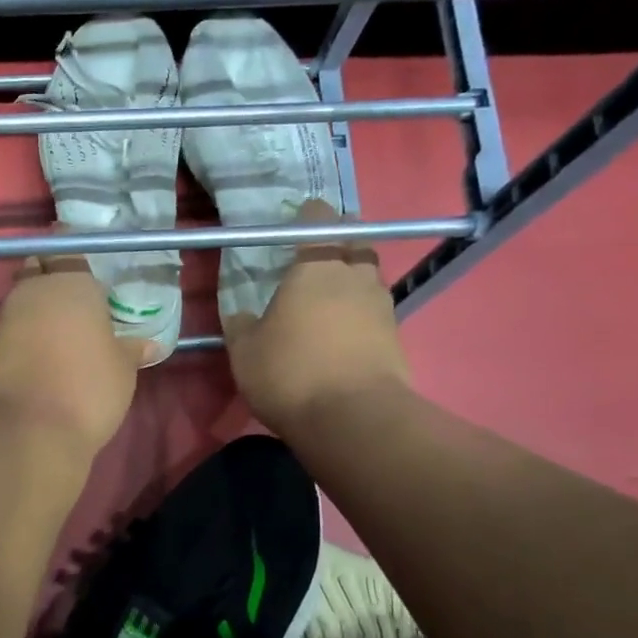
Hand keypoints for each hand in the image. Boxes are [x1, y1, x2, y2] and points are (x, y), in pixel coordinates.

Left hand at [0, 253, 145, 458]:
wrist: (29, 430)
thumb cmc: (88, 387)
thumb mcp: (122, 369)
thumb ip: (131, 350)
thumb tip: (150, 345)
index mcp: (70, 282)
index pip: (67, 247)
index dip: (75, 254)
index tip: (88, 269)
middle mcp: (33, 291)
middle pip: (37, 270)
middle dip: (51, 277)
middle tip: (75, 299)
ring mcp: (5, 319)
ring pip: (22, 301)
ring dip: (37, 309)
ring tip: (64, 331)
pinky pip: (12, 330)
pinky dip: (25, 336)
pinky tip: (43, 355)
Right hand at [224, 200, 411, 434]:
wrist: (353, 418)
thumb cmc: (290, 372)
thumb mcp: (245, 351)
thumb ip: (241, 325)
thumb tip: (241, 315)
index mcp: (316, 265)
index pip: (319, 218)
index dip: (307, 218)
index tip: (293, 231)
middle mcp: (355, 275)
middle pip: (354, 244)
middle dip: (338, 246)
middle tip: (313, 265)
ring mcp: (382, 305)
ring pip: (369, 278)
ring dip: (352, 283)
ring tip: (328, 304)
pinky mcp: (396, 336)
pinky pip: (376, 313)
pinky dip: (360, 317)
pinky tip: (342, 336)